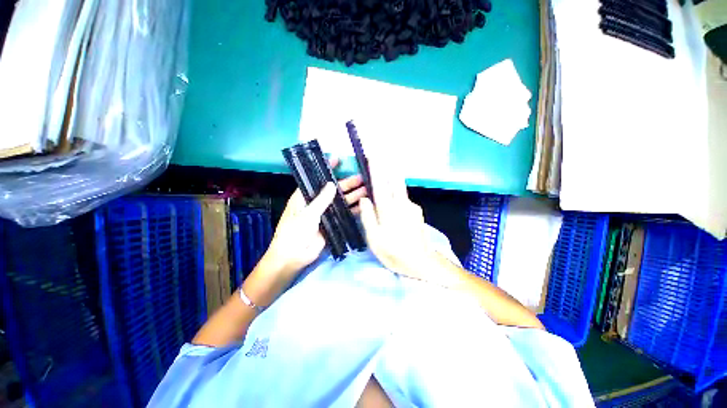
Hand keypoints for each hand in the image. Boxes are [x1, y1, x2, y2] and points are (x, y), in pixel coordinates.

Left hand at [259, 159, 367, 282]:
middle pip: (334, 190)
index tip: (338, 159)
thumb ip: (321, 200)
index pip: (318, 179)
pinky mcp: (332, 224)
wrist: (293, 257)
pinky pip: (343, 215)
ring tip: (367, 190)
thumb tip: (333, 184)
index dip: (328, 169)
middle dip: (347, 183)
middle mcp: (316, 202)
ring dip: (353, 196)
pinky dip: (353, 210)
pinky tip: (364, 206)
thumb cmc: (294, 232)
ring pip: (341, 202)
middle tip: (362, 177)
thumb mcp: (307, 214)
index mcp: (305, 196)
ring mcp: (325, 213)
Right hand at [359, 159, 439, 281]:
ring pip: (400, 188)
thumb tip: (364, 198)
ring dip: (392, 178)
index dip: (375, 169)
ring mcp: (412, 207)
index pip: (380, 184)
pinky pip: (404, 198)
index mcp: (388, 210)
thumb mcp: (375, 239)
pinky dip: (396, 193)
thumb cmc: (394, 252)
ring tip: (384, 173)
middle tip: (381, 155)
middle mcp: (402, 204)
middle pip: (394, 179)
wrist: (421, 262)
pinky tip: (393, 199)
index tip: (372, 155)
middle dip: (387, 166)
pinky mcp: (417, 211)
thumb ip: (368, 217)